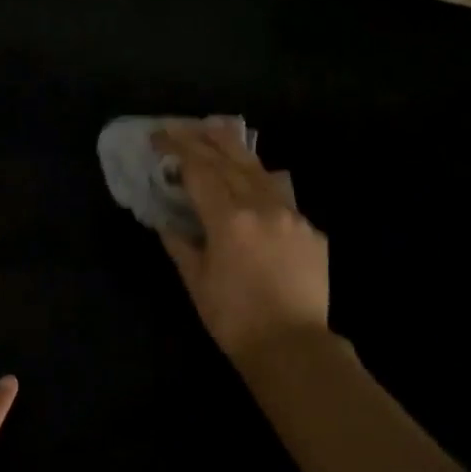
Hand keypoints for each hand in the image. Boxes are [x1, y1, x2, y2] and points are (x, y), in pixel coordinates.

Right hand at [154, 121, 330, 361]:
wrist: (293, 346)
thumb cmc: (234, 318)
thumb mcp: (196, 281)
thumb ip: (179, 244)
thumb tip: (166, 221)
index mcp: (229, 219)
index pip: (199, 170)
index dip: (177, 149)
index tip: (158, 136)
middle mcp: (263, 207)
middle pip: (230, 160)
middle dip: (203, 138)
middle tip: (183, 124)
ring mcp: (293, 216)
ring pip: (261, 171)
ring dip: (235, 150)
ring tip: (219, 130)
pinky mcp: (312, 231)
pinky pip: (283, 197)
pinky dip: (262, 182)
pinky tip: (255, 181)